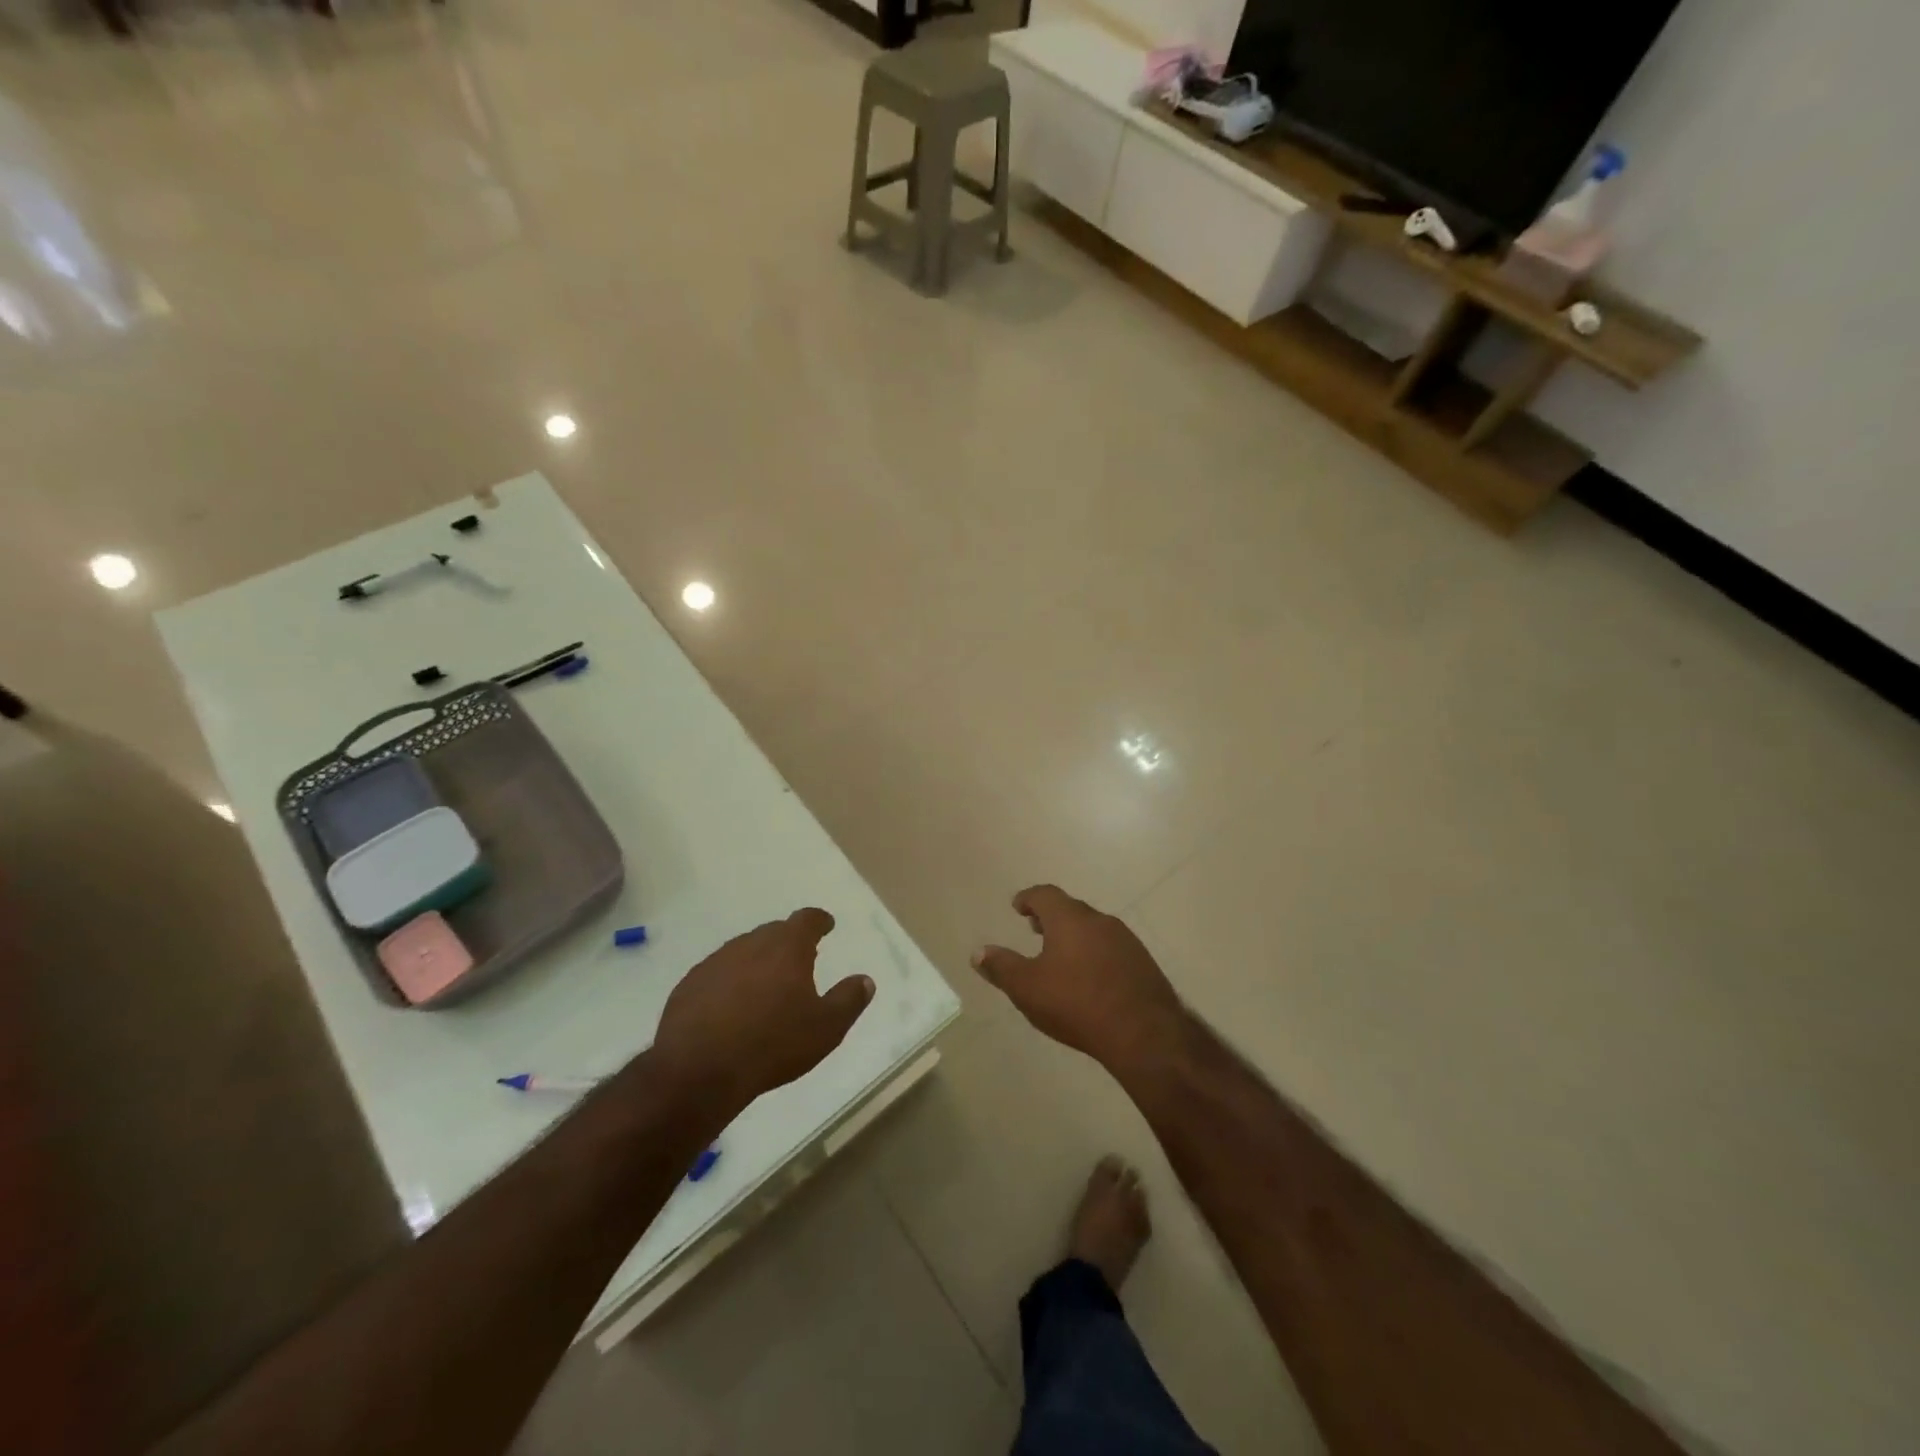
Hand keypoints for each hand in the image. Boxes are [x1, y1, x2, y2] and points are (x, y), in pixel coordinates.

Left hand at [652, 909, 873, 1121]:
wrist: (699, 1069)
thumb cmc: (773, 1044)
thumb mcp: (826, 1028)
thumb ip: (849, 1000)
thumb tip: (865, 980)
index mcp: (787, 947)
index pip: (807, 920)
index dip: (819, 920)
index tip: (826, 925)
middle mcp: (751, 943)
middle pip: (774, 932)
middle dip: (789, 941)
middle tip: (800, 959)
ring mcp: (716, 962)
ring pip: (744, 951)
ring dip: (758, 961)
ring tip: (766, 984)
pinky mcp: (689, 984)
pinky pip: (718, 973)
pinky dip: (730, 982)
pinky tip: (731, 1007)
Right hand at [973, 886, 1183, 1071]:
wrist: (1144, 1033)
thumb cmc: (1076, 1004)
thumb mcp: (1027, 988)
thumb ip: (1002, 967)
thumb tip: (979, 952)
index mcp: (1069, 918)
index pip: (1045, 894)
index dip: (1028, 898)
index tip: (1018, 906)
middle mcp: (1099, 920)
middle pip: (1070, 908)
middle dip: (1050, 916)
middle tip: (1035, 929)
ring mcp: (1126, 940)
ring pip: (1093, 928)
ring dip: (1074, 935)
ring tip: (1061, 955)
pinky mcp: (1143, 962)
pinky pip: (1111, 948)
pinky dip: (1094, 952)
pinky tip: (1091, 977)